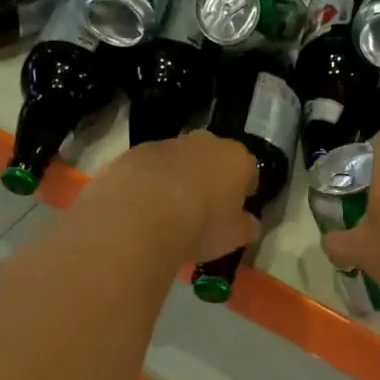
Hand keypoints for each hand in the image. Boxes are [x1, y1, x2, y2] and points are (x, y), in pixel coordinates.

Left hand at [92, 134, 260, 262]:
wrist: (139, 217)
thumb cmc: (200, 226)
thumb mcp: (234, 237)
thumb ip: (246, 226)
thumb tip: (248, 223)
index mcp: (235, 158)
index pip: (249, 170)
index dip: (244, 191)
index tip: (236, 211)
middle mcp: (203, 142)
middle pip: (211, 159)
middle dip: (209, 179)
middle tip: (202, 210)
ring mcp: (163, 144)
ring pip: (176, 162)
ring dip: (175, 180)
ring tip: (167, 214)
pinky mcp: (130, 154)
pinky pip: (145, 171)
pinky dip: (145, 186)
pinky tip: (140, 212)